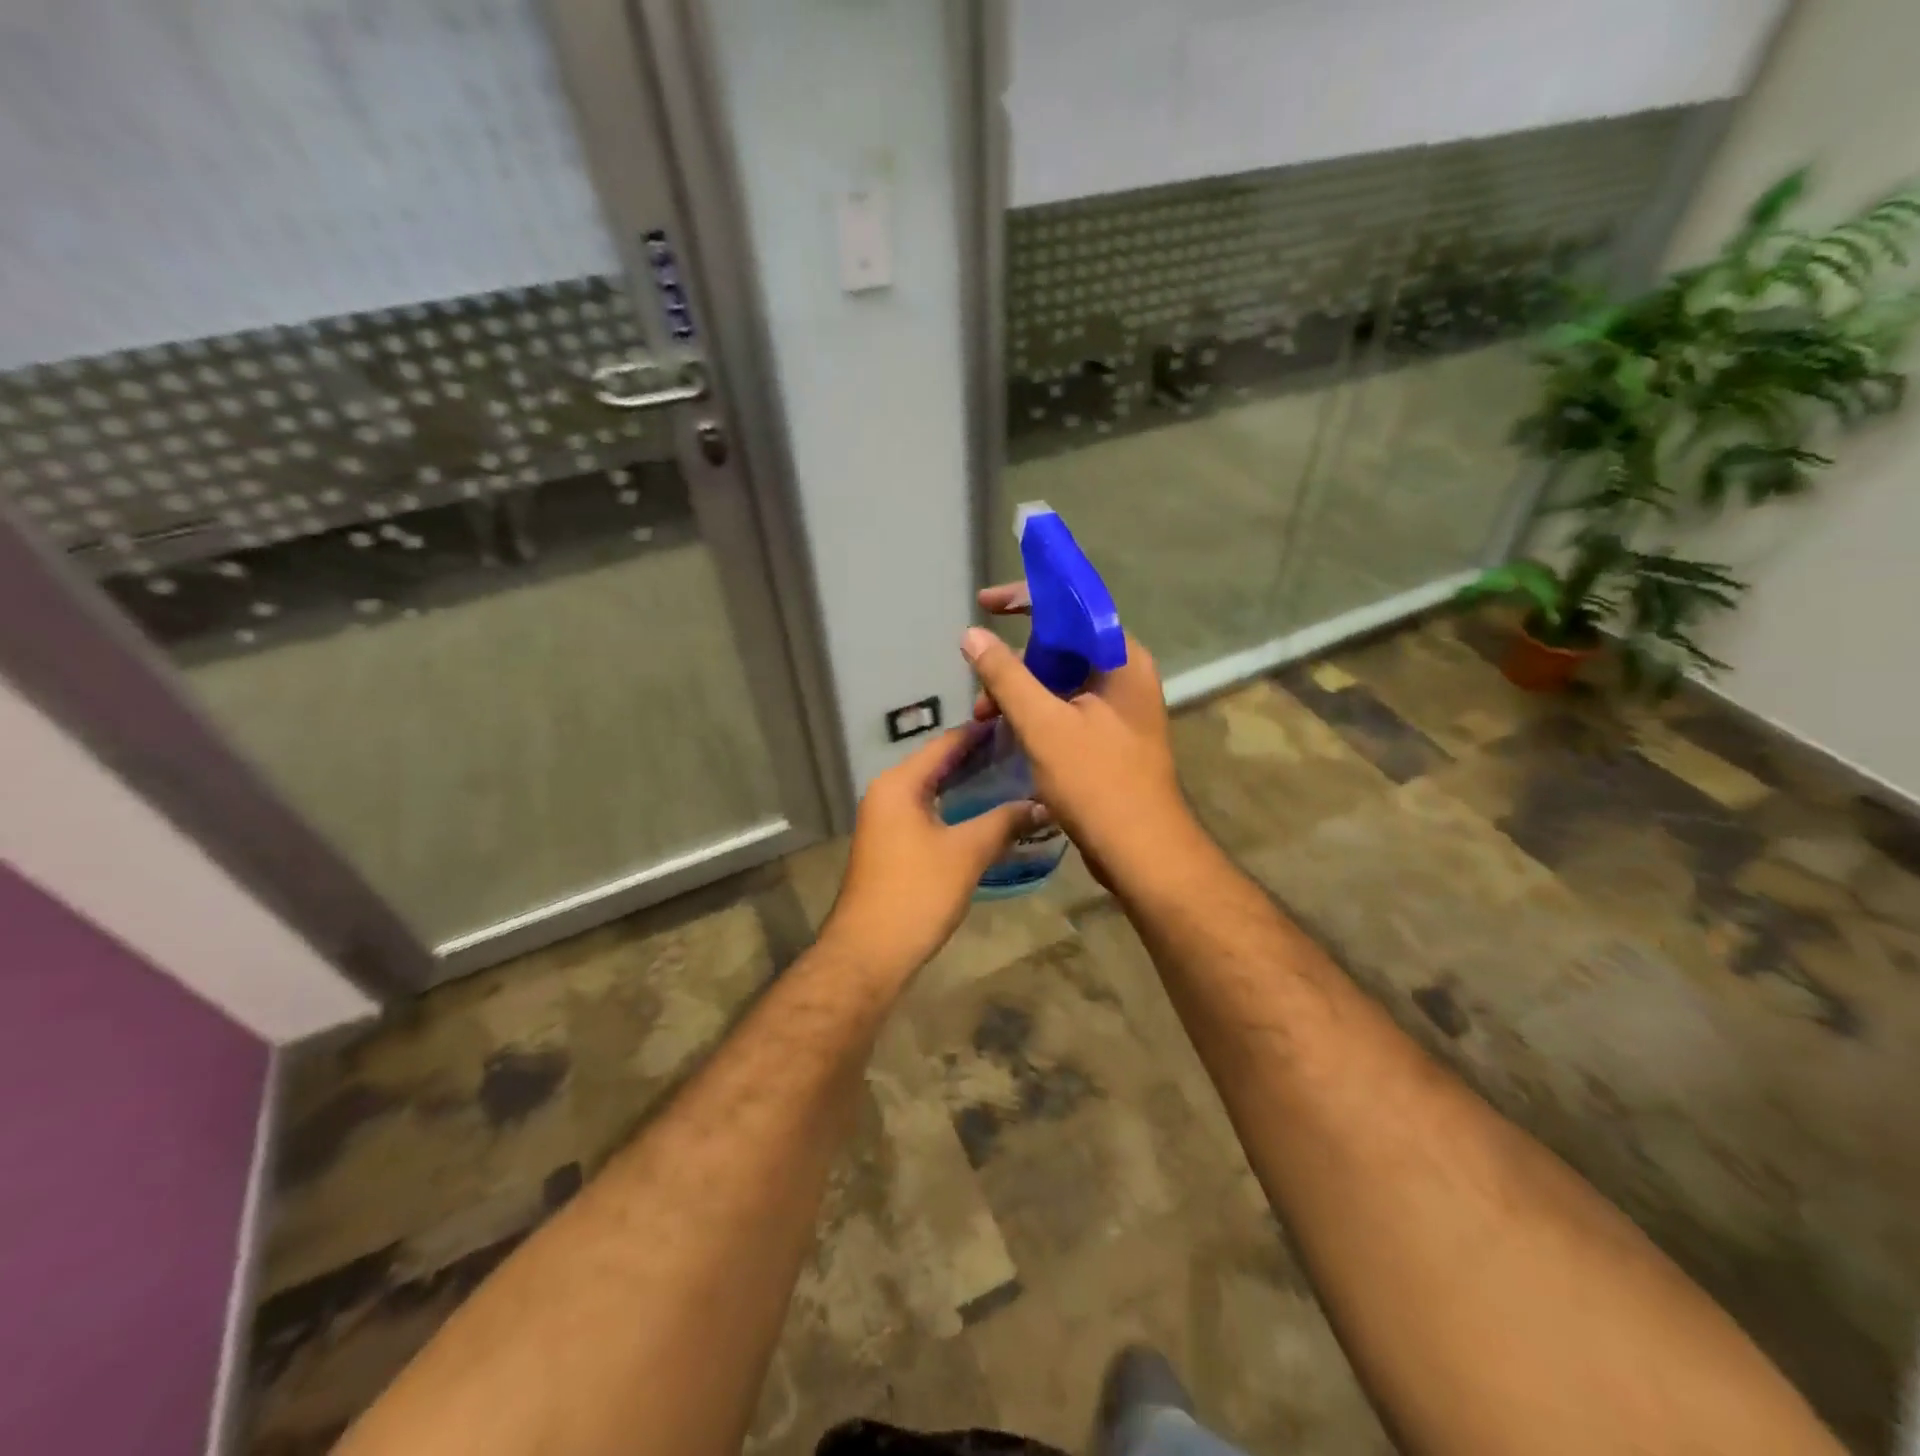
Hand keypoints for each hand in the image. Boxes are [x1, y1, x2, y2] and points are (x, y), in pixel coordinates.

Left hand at [821, 726, 1037, 985]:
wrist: (869, 951)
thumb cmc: (917, 893)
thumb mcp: (967, 853)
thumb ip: (1005, 821)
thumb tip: (1043, 804)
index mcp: (899, 784)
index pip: (946, 744)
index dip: (981, 732)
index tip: (1017, 723)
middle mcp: (887, 793)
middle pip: (938, 764)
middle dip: (979, 758)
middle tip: (1024, 751)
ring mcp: (885, 820)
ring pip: (933, 790)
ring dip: (968, 785)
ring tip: (1013, 777)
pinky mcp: (890, 844)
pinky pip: (927, 812)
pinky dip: (955, 808)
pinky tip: (985, 814)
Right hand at [963, 583, 1197, 887]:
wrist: (1141, 851)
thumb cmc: (1097, 783)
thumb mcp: (1043, 724)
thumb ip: (1006, 676)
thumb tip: (971, 635)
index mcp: (1121, 658)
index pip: (1072, 606)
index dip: (1026, 598)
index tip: (984, 602)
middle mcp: (1125, 675)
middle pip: (1064, 644)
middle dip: (1016, 659)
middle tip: (981, 684)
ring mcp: (1119, 708)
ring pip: (1061, 679)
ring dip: (1021, 691)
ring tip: (986, 718)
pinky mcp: (1109, 737)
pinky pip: (1066, 707)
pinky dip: (1036, 712)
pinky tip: (1009, 731)